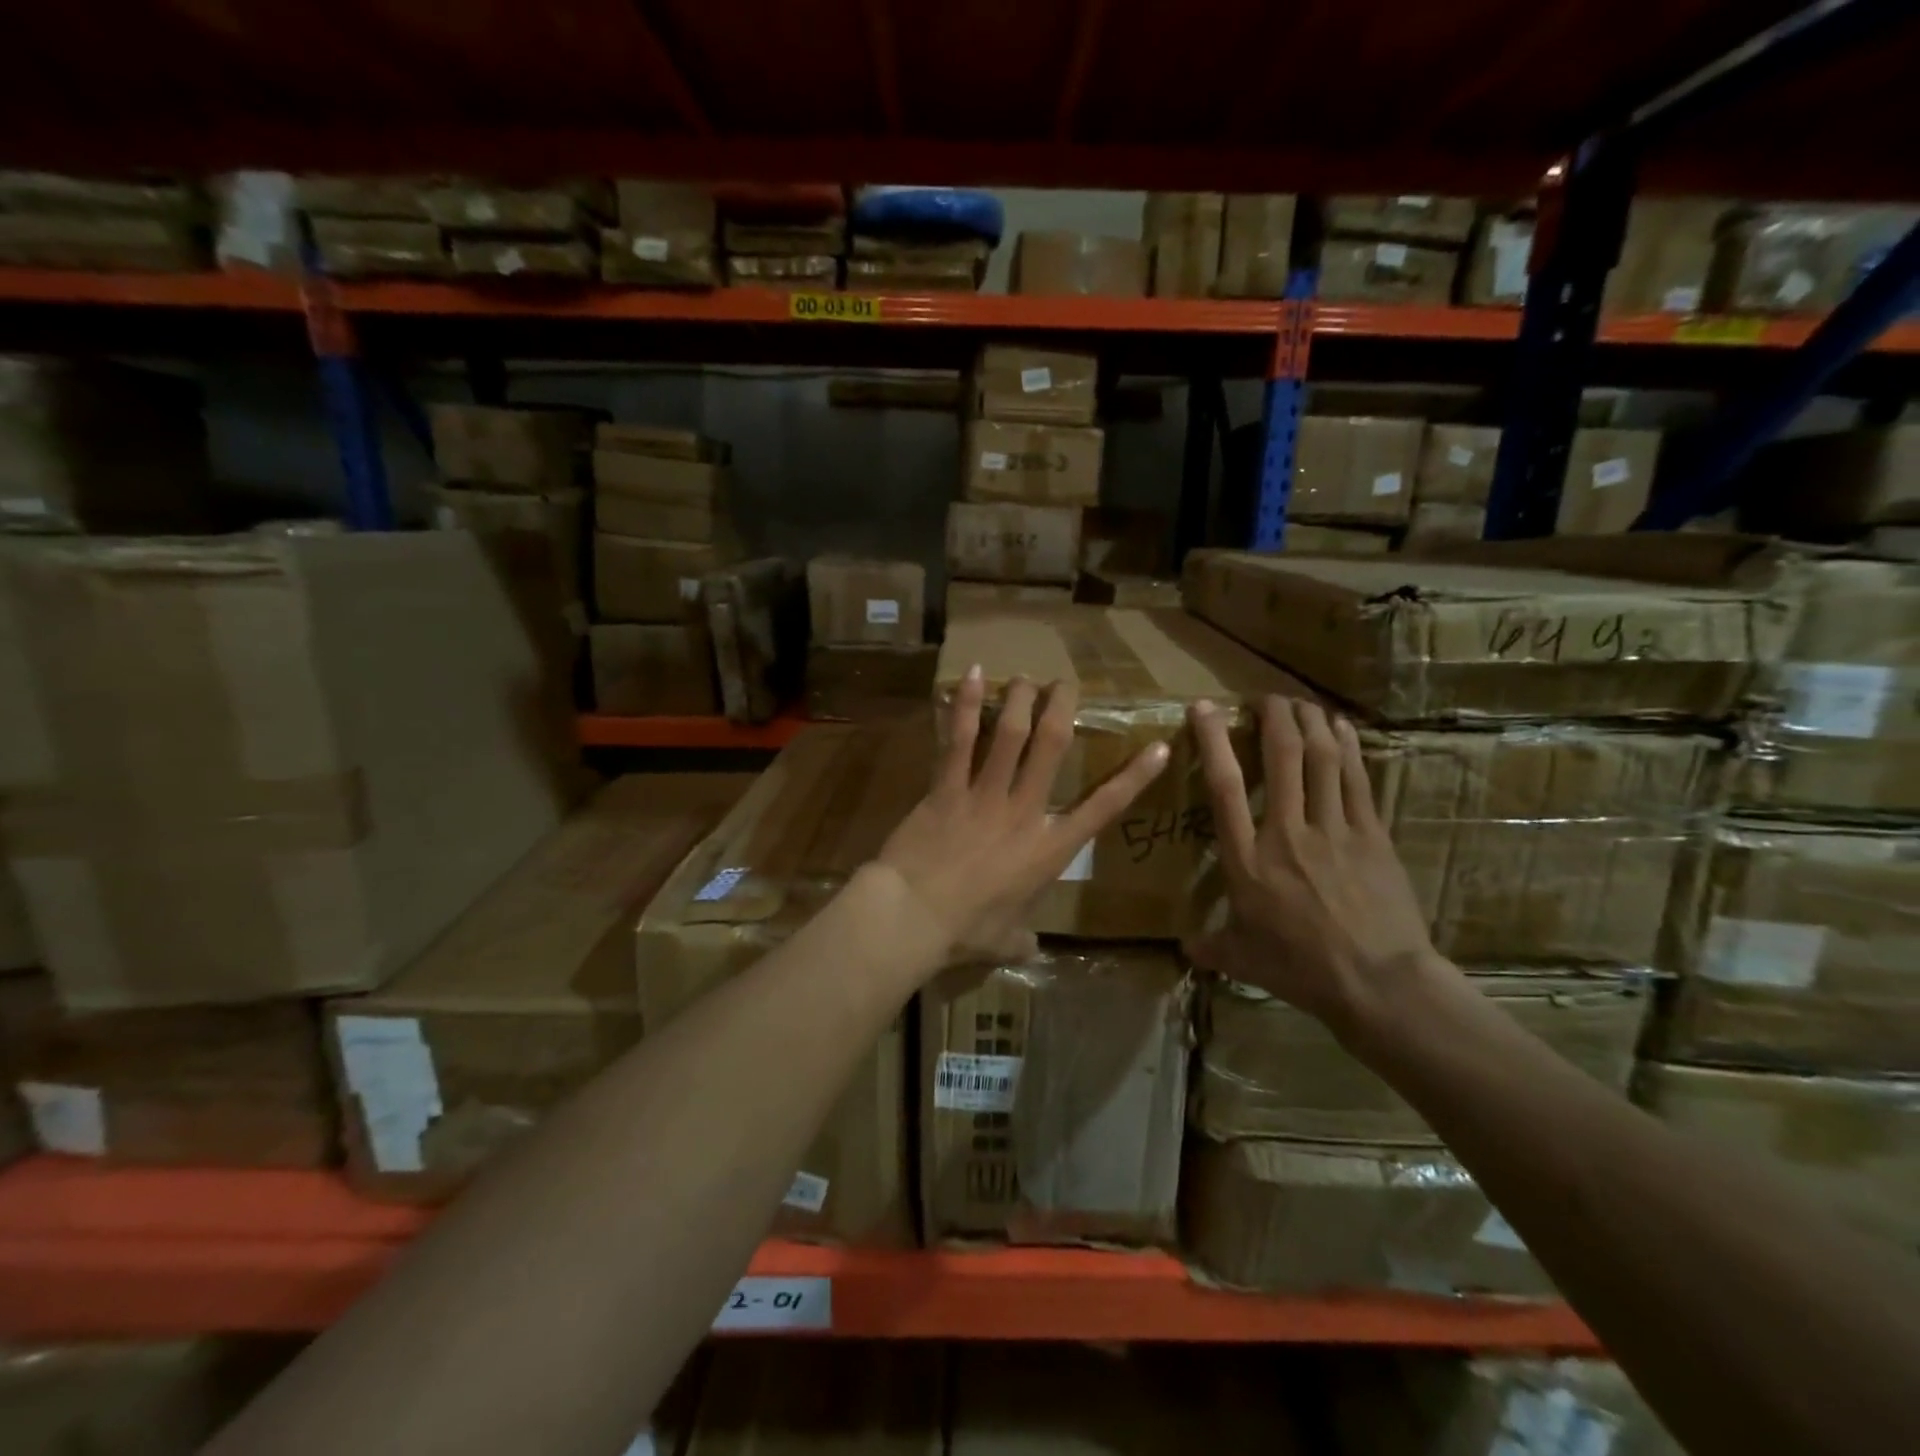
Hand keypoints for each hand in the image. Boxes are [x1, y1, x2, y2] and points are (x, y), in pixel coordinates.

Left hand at [874, 666, 1169, 962]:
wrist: (914, 916)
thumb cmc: (965, 931)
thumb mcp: (1004, 941)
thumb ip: (1022, 940)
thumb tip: (1029, 949)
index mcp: (1049, 849)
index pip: (1104, 808)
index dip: (1136, 777)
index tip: (1160, 747)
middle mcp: (1024, 811)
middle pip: (1052, 746)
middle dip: (1062, 708)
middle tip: (1064, 684)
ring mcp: (985, 794)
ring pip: (1011, 733)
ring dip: (1020, 699)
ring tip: (1025, 678)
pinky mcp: (946, 787)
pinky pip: (961, 740)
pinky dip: (968, 706)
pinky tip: (972, 676)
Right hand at [1184, 695, 1443, 1041]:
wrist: (1378, 983)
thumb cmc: (1301, 970)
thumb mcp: (1244, 960)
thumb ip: (1211, 946)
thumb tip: (1184, 949)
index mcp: (1246, 859)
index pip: (1224, 786)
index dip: (1214, 740)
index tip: (1205, 708)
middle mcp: (1286, 832)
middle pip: (1281, 757)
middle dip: (1273, 716)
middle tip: (1265, 697)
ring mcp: (1333, 829)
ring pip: (1321, 759)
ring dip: (1310, 722)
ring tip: (1300, 702)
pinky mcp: (1372, 835)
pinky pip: (1357, 779)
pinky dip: (1347, 747)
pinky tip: (1341, 727)